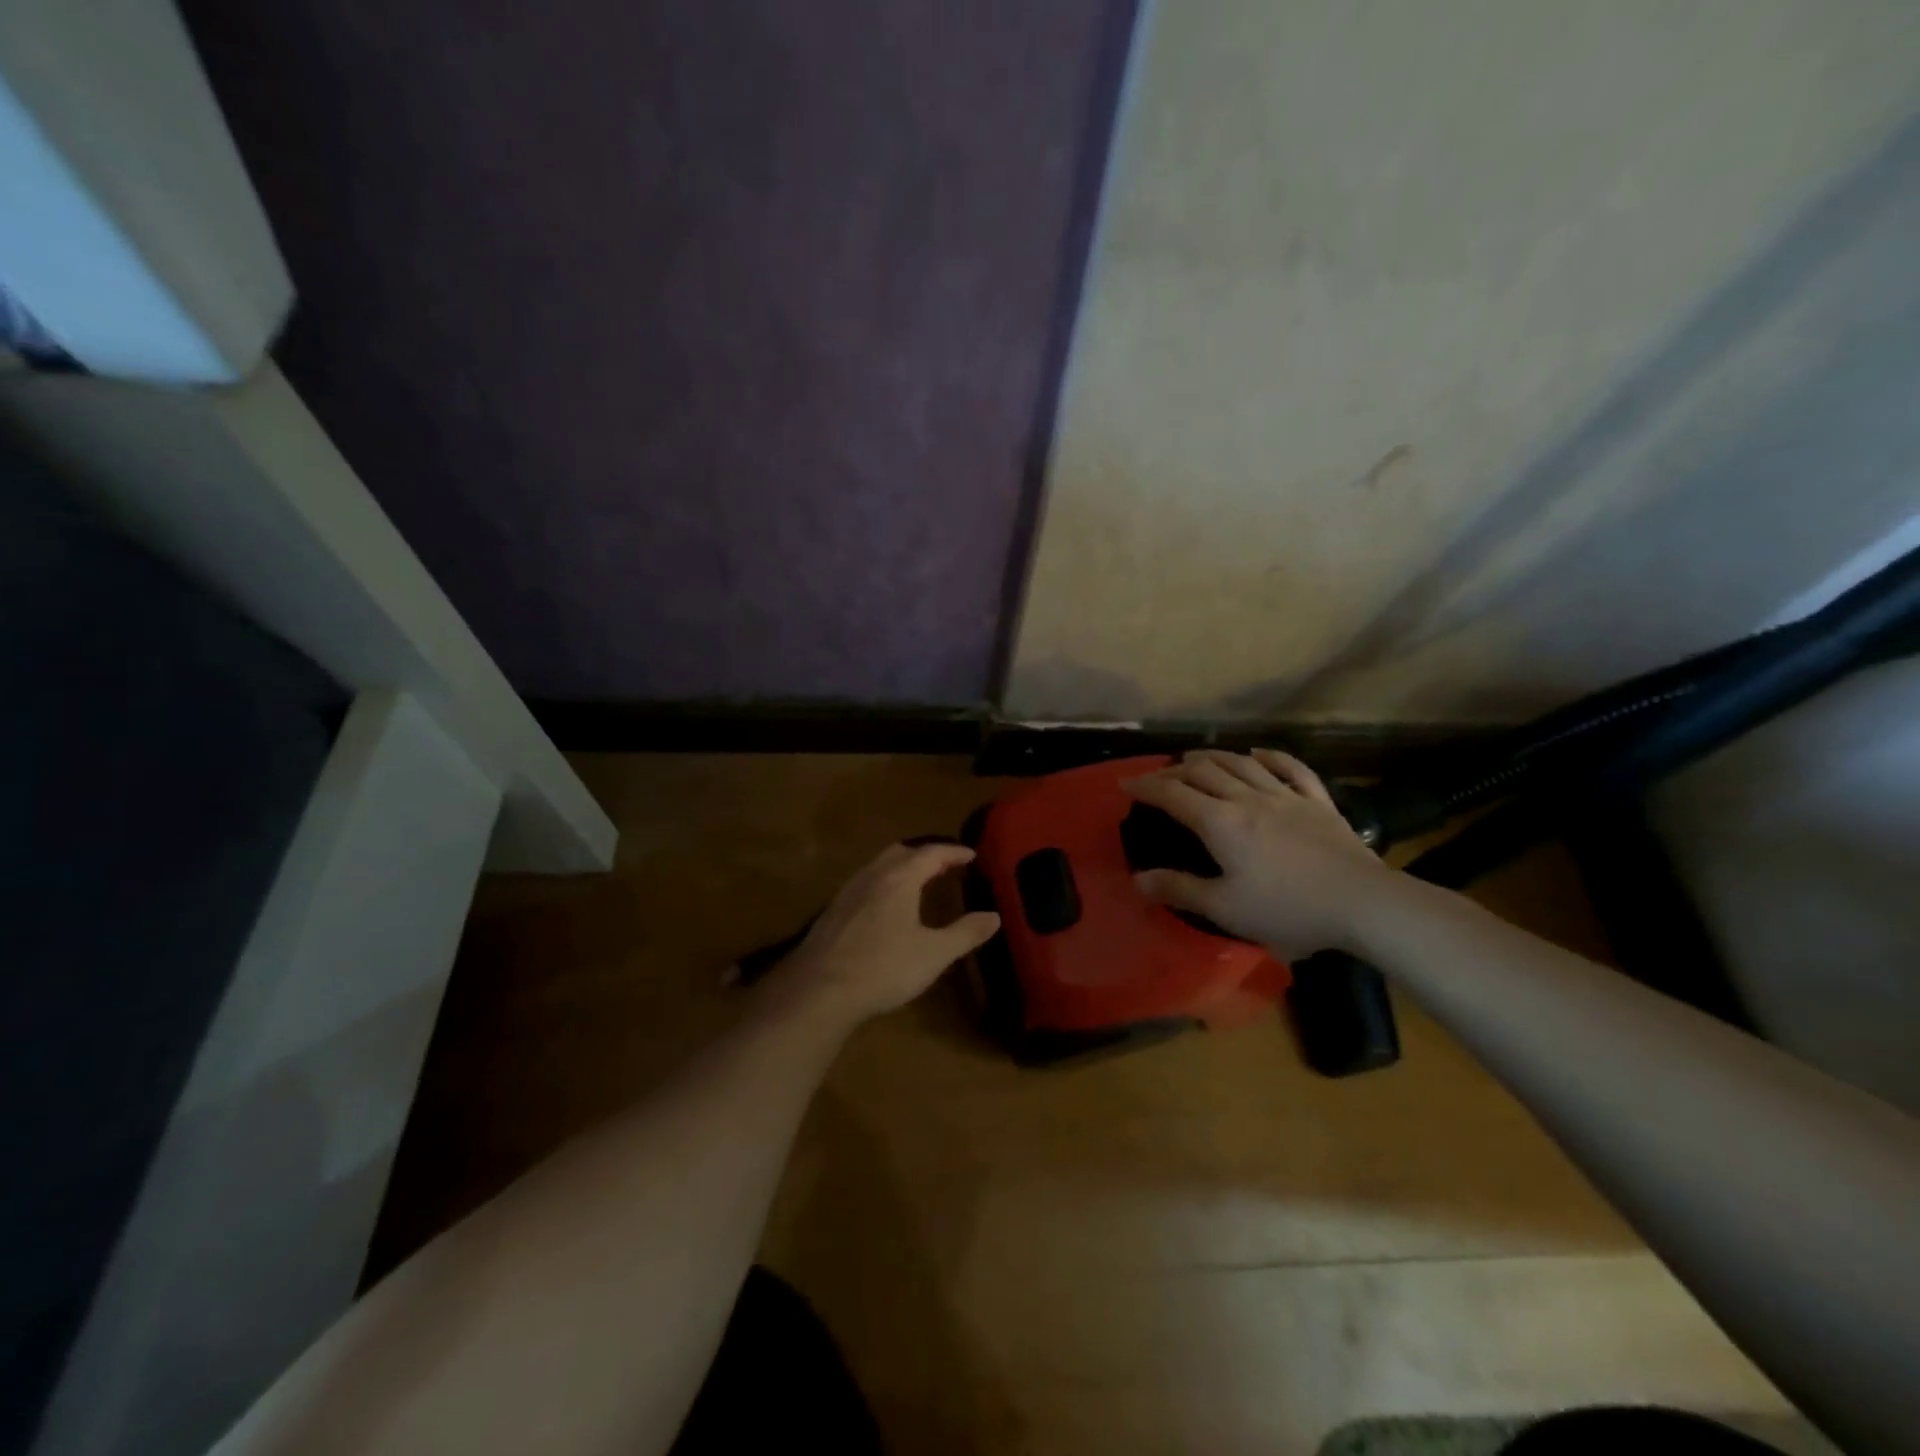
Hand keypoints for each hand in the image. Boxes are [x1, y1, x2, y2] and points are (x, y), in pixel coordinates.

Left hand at [772, 842, 1000, 1026]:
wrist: (820, 989)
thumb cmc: (884, 967)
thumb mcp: (934, 953)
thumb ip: (965, 933)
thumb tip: (993, 916)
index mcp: (900, 878)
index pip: (931, 853)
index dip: (954, 852)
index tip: (971, 855)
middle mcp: (872, 876)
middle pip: (901, 852)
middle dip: (925, 854)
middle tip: (945, 865)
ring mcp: (848, 891)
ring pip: (879, 866)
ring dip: (901, 867)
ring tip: (917, 882)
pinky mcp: (833, 911)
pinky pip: (864, 883)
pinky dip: (883, 883)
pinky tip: (885, 907)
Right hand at [1123, 749, 1399, 959]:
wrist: (1361, 903)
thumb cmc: (1287, 909)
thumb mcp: (1224, 908)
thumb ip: (1179, 890)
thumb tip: (1137, 879)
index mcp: (1221, 823)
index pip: (1173, 795)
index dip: (1146, 786)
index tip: (1125, 783)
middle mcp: (1248, 799)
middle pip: (1204, 772)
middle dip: (1175, 769)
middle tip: (1159, 775)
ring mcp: (1286, 797)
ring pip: (1242, 764)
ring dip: (1214, 756)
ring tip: (1196, 756)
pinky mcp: (1318, 803)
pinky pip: (1292, 770)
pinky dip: (1271, 757)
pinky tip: (1259, 753)